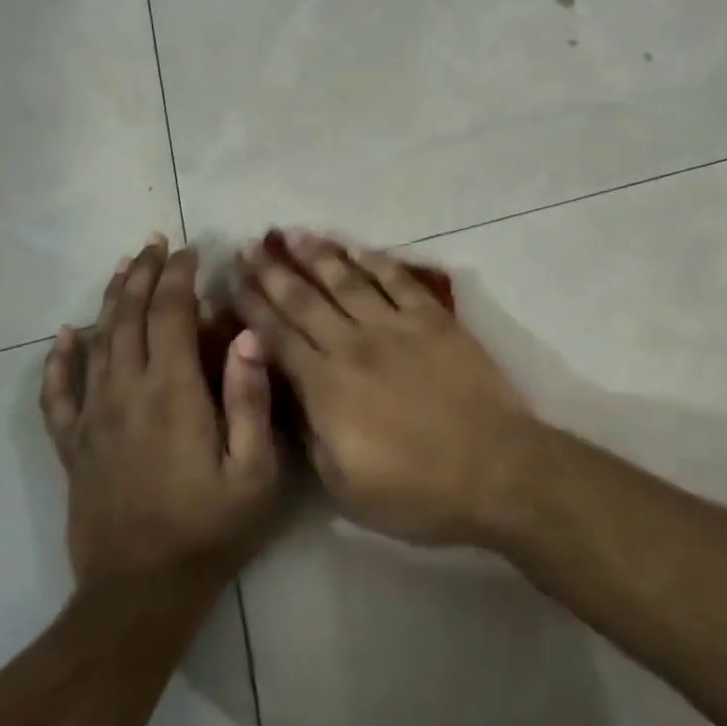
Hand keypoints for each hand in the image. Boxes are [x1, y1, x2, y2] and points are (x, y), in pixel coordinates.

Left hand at [41, 236, 281, 589]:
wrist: (140, 593)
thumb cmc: (209, 527)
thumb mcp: (254, 470)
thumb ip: (250, 399)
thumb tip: (245, 335)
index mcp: (172, 392)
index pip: (170, 313)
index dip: (180, 275)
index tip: (193, 249)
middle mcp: (126, 393)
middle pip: (129, 316)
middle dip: (144, 274)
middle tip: (156, 243)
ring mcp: (93, 419)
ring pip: (96, 342)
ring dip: (111, 300)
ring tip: (123, 268)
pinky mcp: (74, 446)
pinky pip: (57, 393)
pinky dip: (59, 359)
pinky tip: (64, 335)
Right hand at [235, 231, 538, 545]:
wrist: (493, 468)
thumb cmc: (416, 491)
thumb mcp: (343, 487)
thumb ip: (310, 436)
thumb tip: (288, 397)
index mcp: (326, 387)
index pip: (278, 337)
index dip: (252, 307)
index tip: (233, 282)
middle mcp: (354, 345)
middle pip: (304, 300)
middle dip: (273, 272)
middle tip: (251, 246)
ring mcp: (397, 327)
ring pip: (348, 281)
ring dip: (319, 255)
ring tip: (295, 235)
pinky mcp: (434, 320)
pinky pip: (398, 281)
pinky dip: (376, 262)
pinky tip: (358, 249)